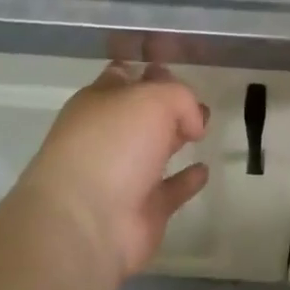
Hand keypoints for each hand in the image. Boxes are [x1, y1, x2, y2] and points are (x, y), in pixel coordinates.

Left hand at [19, 62, 209, 280]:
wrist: (86, 223)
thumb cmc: (113, 145)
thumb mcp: (153, 99)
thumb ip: (181, 98)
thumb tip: (192, 123)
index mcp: (99, 102)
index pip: (125, 76)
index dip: (149, 70)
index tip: (178, 66)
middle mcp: (108, 136)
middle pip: (142, 113)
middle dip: (169, 104)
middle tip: (198, 100)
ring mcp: (123, 175)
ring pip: (155, 149)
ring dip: (177, 138)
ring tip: (203, 129)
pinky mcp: (142, 211)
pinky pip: (170, 190)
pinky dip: (186, 181)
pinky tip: (203, 170)